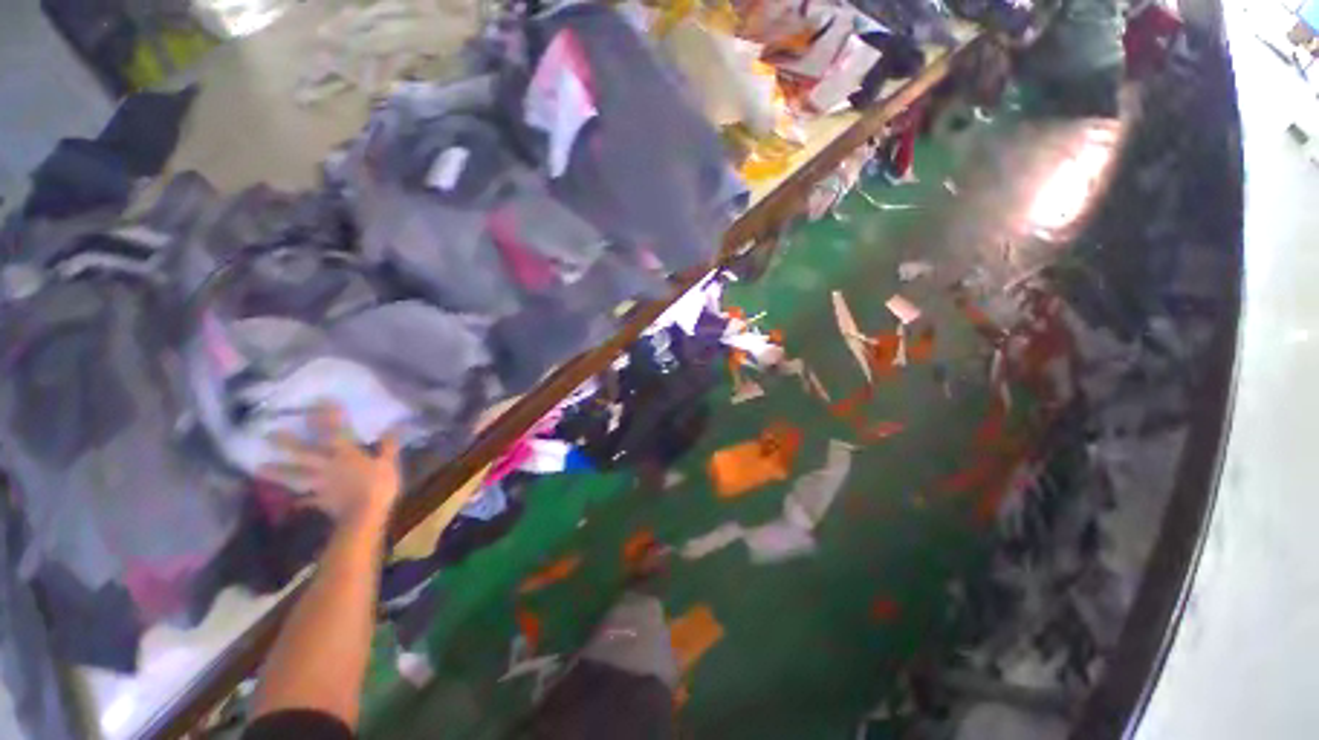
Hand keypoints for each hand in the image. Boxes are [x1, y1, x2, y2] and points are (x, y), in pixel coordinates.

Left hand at [259, 402, 402, 527]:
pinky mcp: (319, 500)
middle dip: (288, 443)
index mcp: (346, 454)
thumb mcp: (388, 462)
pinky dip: (298, 500)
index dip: (327, 416)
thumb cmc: (379, 485)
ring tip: (260, 468)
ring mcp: (320, 484)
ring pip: (296, 476)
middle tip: (268, 435)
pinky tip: (291, 501)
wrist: (364, 515)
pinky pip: (305, 500)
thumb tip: (392, 428)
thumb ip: (388, 446)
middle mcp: (328, 466)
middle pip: (305, 453)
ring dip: (279, 472)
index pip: (335, 431)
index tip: (318, 402)